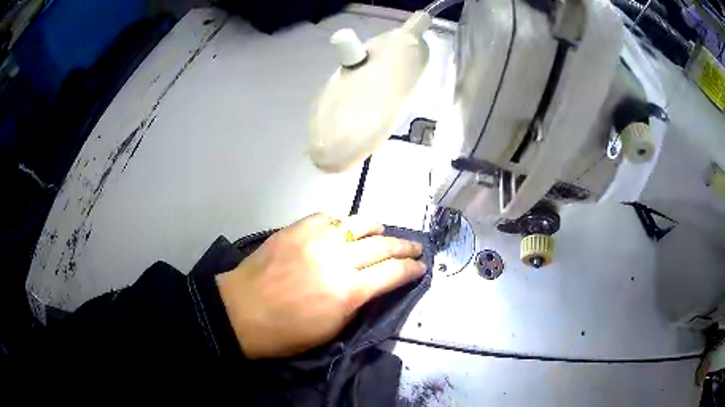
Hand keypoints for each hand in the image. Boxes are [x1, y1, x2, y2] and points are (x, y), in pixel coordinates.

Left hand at [216, 213, 425, 358]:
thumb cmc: (286, 333)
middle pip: (383, 245)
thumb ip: (358, 302)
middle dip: (405, 247)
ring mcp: (316, 238)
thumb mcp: (331, 329)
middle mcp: (337, 259)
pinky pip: (329, 218)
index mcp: (348, 292)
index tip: (421, 267)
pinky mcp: (296, 228)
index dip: (412, 269)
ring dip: (376, 229)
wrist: (241, 311)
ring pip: (359, 223)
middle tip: (415, 247)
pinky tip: (341, 231)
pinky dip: (341, 225)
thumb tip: (375, 284)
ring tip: (382, 234)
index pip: (393, 273)